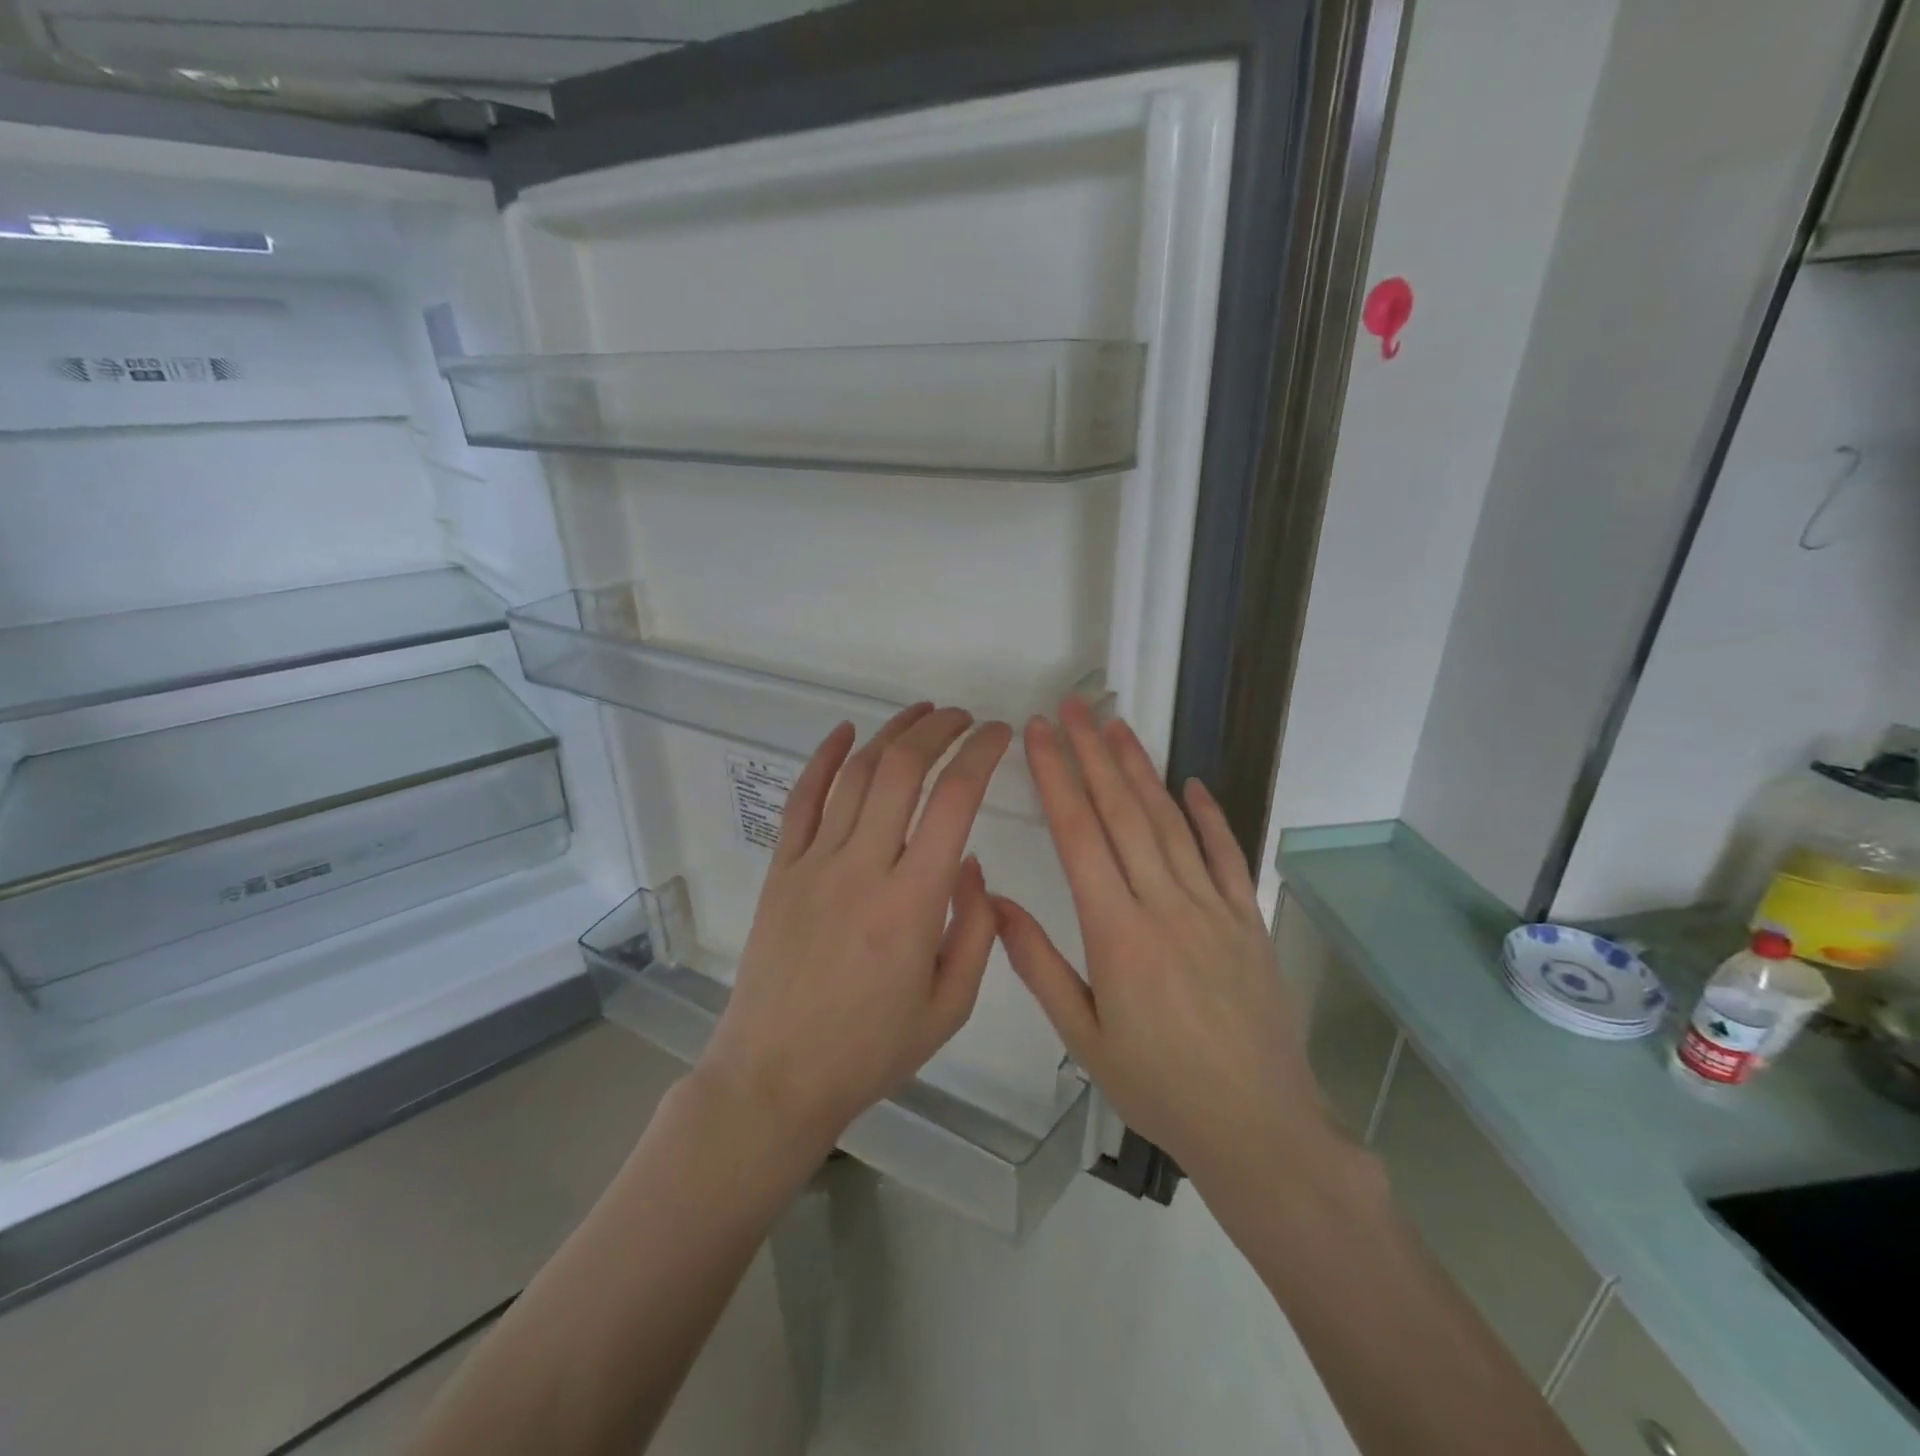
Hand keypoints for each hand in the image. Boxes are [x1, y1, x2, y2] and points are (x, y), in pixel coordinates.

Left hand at [698, 704, 1012, 1159]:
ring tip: (922, 714)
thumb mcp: (950, 1006)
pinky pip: (802, 800)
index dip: (981, 754)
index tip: (999, 734)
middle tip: (965, 718)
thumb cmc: (871, 1050)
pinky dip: (824, 758)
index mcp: (913, 902)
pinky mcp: (781, 870)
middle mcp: (863, 867)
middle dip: (940, 730)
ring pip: (856, 775)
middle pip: (903, 770)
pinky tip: (845, 732)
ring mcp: (814, 864)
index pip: (954, 800)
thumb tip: (970, 863)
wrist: (775, 1077)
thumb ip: (975, 930)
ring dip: (892, 734)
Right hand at [993, 699, 1329, 1192]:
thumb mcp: (1082, 1036)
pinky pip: (1227, 855)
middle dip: (1092, 753)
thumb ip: (1037, 963)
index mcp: (1117, 933)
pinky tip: (1193, 783)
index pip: (1079, 835)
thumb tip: (993, 901)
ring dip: (1141, 770)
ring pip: (1171, 822)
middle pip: (1123, 813)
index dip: (1055, 777)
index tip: (1037, 735)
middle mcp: (1164, 905)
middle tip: (1073, 707)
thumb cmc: (1157, 1087)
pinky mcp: (1248, 920)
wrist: (1257, 1128)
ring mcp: (1213, 908)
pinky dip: (1211, 815)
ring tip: (1117, 727)